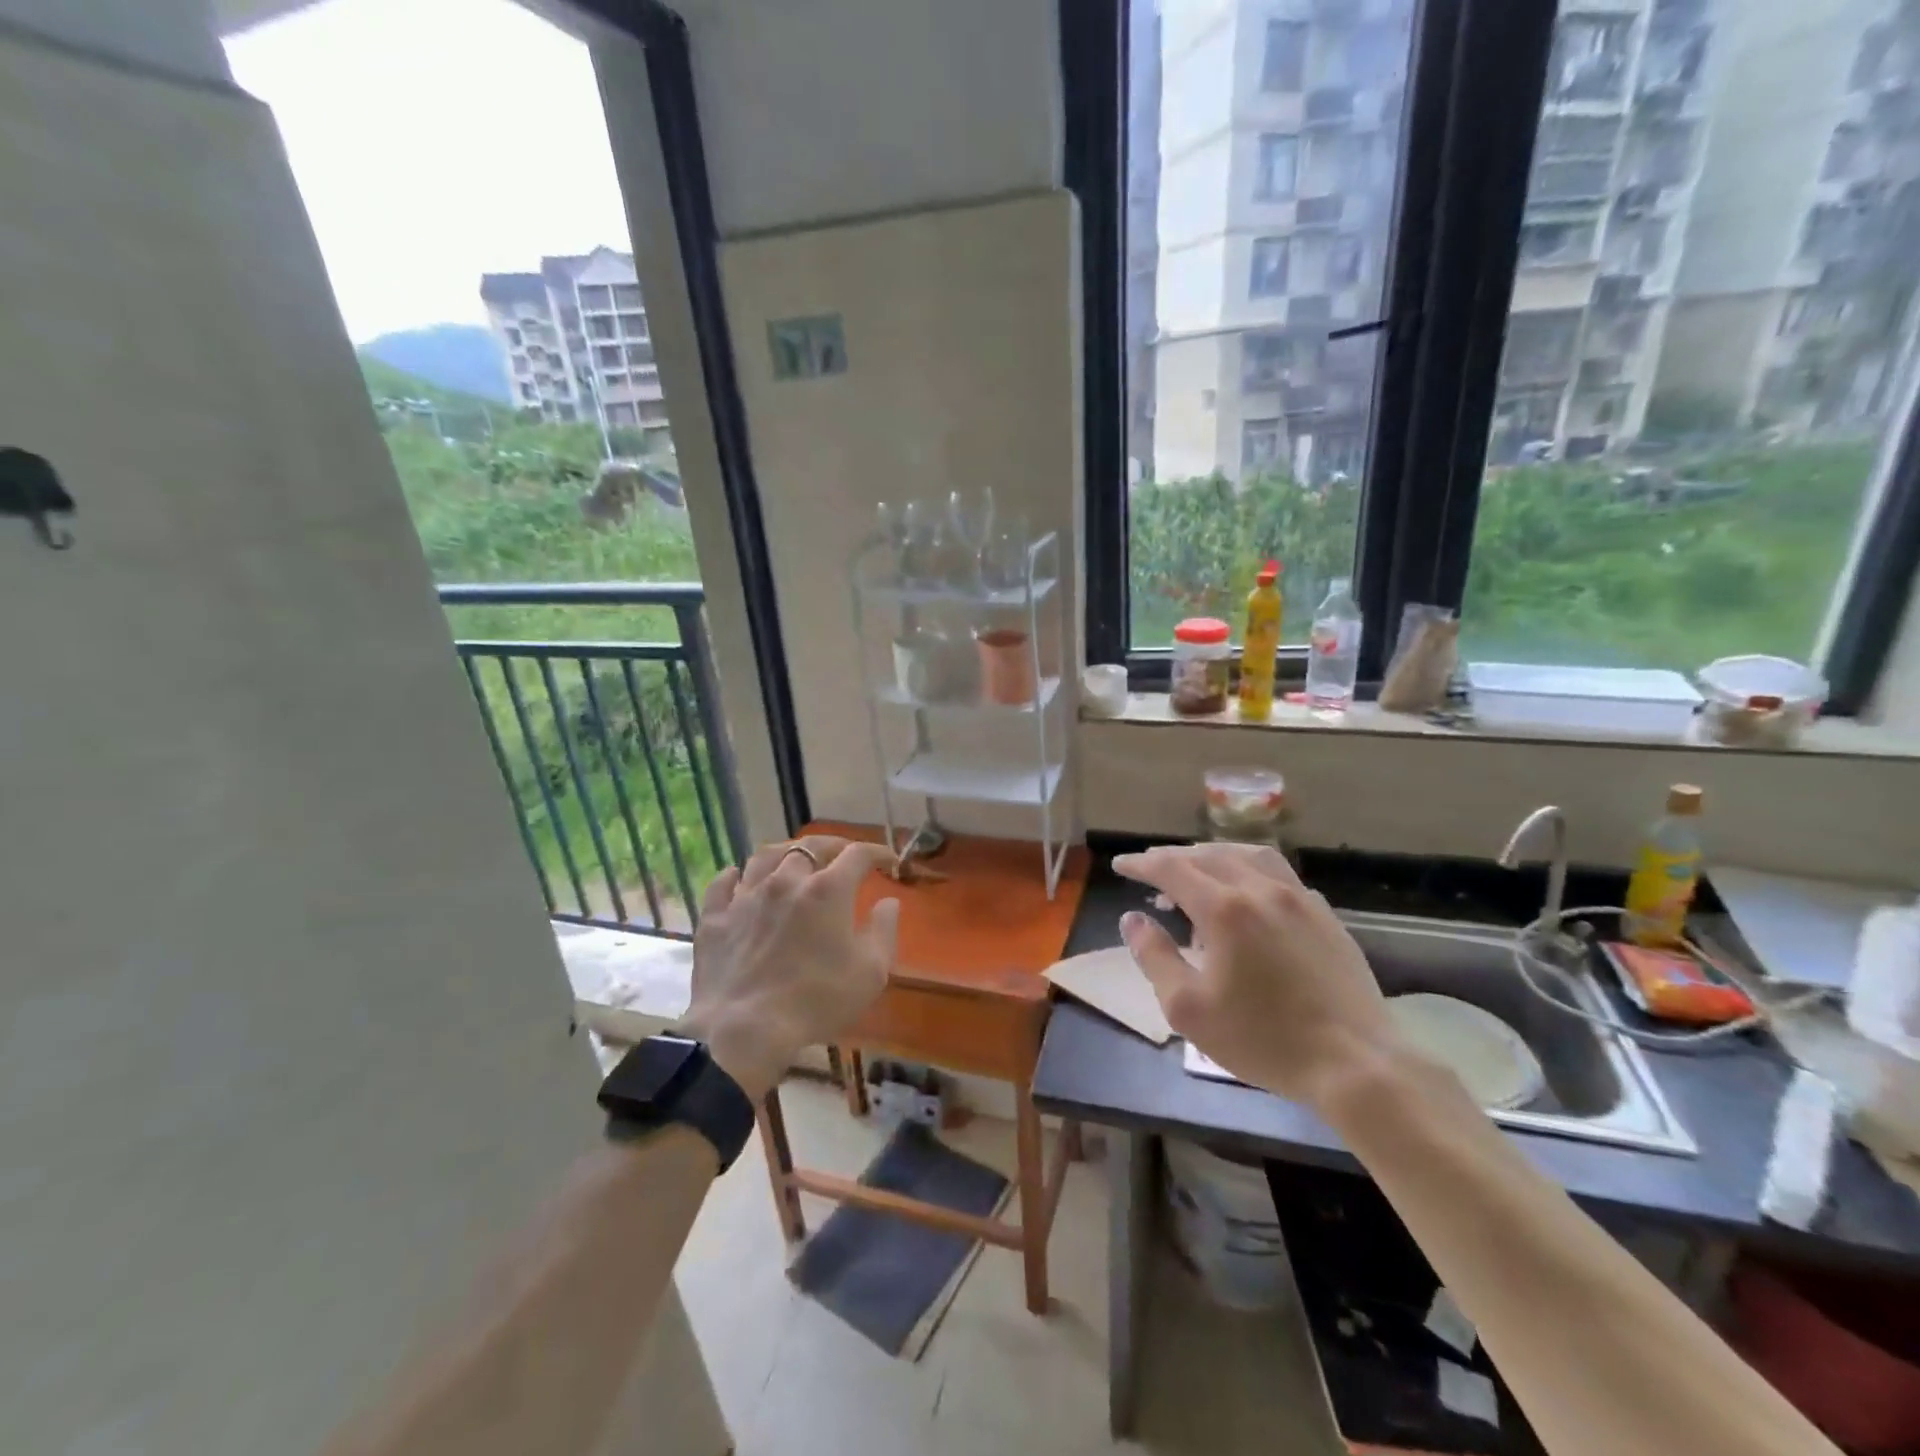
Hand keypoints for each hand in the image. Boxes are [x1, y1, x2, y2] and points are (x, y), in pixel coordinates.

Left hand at [677, 836, 899, 1099]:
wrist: (745, 1029)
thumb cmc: (817, 1000)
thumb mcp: (871, 972)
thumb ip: (884, 930)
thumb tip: (888, 901)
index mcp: (828, 890)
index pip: (858, 854)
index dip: (877, 852)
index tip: (888, 861)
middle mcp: (786, 881)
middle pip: (810, 846)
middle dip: (832, 846)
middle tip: (842, 855)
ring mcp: (746, 897)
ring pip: (765, 856)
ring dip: (785, 853)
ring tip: (793, 860)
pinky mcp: (715, 918)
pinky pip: (723, 884)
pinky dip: (734, 876)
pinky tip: (739, 878)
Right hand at [1114, 843, 1402, 1108]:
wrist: (1355, 1063)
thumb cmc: (1262, 1039)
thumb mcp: (1188, 1008)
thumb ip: (1154, 957)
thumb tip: (1133, 919)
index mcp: (1224, 909)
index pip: (1170, 869)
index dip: (1141, 864)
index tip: (1120, 865)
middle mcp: (1261, 889)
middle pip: (1207, 855)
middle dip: (1173, 858)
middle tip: (1151, 870)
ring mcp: (1299, 899)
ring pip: (1248, 855)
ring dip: (1213, 856)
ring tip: (1197, 871)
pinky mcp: (1325, 916)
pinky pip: (1279, 875)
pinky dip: (1249, 870)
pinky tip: (1248, 894)